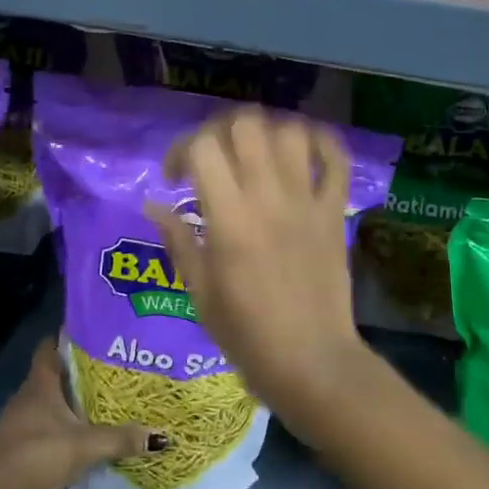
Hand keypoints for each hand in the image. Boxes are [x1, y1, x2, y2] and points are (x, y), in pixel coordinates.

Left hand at [0, 344, 157, 488]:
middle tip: (108, 372)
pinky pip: (42, 422)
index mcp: (40, 383)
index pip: (49, 347)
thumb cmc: (40, 454)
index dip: (67, 339)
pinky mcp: (17, 442)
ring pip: (47, 400)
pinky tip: (78, 434)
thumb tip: (161, 436)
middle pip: (52, 373)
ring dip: (68, 400)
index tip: (93, 338)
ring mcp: (18, 419)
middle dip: (76, 372)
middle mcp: (26, 394)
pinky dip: (59, 423)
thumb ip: (121, 438)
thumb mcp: (86, 445)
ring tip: (98, 402)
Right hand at [150, 107, 369, 424]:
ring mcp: (307, 201)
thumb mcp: (198, 291)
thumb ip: (177, 240)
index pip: (202, 148)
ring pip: (290, 131)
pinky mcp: (335, 211)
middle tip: (213, 157)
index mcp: (229, 218)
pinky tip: (300, 149)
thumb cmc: (246, 334)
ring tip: (252, 153)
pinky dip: (320, 142)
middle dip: (220, 130)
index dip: (180, 150)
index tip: (175, 179)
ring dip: (266, 132)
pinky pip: (336, 159)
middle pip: (246, 124)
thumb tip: (152, 204)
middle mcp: (269, 197)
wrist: (311, 363)